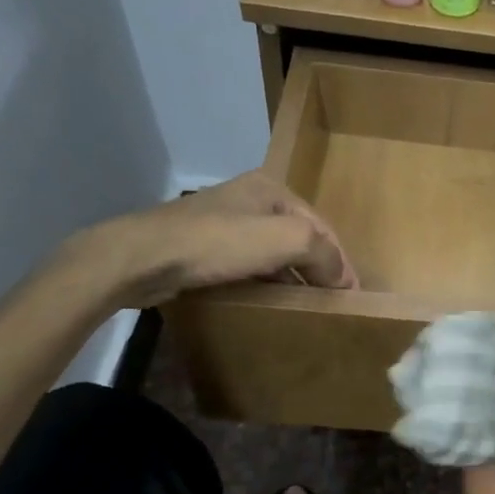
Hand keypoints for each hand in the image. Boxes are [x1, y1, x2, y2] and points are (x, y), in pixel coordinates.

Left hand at [60, 171, 355, 310]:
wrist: (142, 258)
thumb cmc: (216, 243)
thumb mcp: (283, 240)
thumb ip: (322, 252)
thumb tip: (343, 278)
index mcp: (271, 189)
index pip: (321, 226)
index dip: (341, 260)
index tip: (352, 294)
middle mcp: (250, 199)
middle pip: (299, 237)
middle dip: (319, 267)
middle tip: (332, 301)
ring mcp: (224, 222)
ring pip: (274, 251)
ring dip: (294, 275)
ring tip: (308, 305)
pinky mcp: (205, 246)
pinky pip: (250, 263)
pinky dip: (268, 279)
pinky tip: (271, 300)